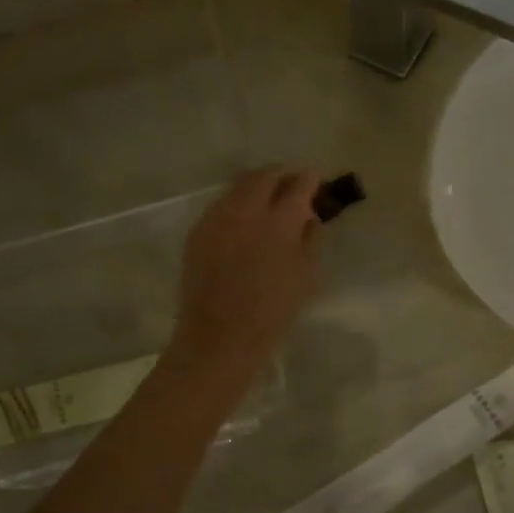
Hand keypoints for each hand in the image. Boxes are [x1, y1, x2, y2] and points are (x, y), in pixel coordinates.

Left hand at [171, 168, 321, 372]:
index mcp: (279, 222)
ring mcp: (217, 218)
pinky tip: (242, 222)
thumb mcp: (305, 277)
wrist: (219, 337)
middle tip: (291, 185)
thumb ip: (310, 239)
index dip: (310, 180)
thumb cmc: (271, 313)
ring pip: (239, 186)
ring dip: (257, 187)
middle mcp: (246, 210)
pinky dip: (236, 204)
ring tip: (267, 200)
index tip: (315, 182)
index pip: (299, 185)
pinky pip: (221, 205)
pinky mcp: (198, 230)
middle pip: (264, 175)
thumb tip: (308, 216)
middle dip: (281, 175)